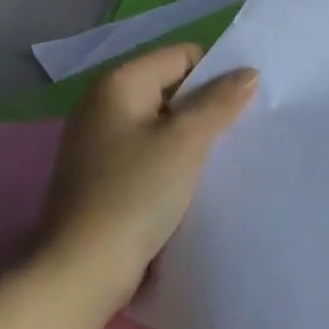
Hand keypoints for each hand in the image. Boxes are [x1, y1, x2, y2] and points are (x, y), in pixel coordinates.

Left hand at [37, 43, 257, 299]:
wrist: (81, 273)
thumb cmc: (135, 194)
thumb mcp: (187, 141)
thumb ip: (220, 101)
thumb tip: (248, 73)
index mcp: (118, 84)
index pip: (182, 55)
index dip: (216, 73)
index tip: (245, 102)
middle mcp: (104, 105)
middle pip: (172, 88)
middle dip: (207, 105)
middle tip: (243, 127)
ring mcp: (100, 143)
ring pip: (163, 123)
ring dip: (194, 136)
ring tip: (225, 155)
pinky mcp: (103, 177)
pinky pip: (150, 152)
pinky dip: (174, 159)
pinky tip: (196, 180)